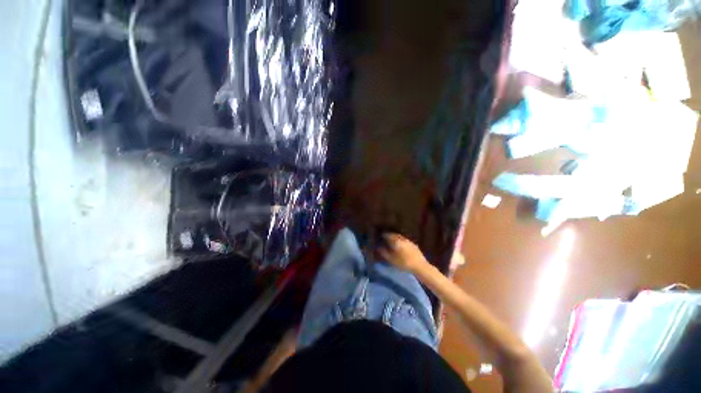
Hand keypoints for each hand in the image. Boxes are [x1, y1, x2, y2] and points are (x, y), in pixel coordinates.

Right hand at [377, 233, 428, 272]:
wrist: (420, 266)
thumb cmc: (404, 263)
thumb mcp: (392, 260)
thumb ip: (384, 253)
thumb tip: (378, 247)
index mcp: (396, 241)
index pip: (388, 235)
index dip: (384, 235)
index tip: (380, 236)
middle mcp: (402, 239)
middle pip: (394, 235)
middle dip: (390, 236)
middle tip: (386, 238)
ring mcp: (409, 241)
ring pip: (400, 237)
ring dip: (396, 238)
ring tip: (393, 242)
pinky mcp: (414, 245)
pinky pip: (405, 241)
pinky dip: (401, 241)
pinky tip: (401, 246)